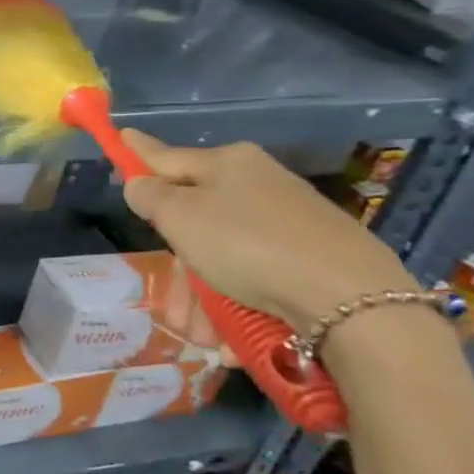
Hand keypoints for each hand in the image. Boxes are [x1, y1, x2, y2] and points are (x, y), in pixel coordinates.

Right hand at [119, 129, 418, 332]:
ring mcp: (289, 222)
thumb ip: (150, 196)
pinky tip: (231, 338)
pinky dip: (239, 306)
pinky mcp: (313, 259)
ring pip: (224, 256)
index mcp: (228, 163)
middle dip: (178, 266)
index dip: (139, 153)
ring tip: (200, 336)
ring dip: (205, 298)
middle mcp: (258, 185)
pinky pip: (257, 278)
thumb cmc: (248, 245)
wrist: (351, 300)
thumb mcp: (180, 217)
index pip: (168, 156)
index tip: (122, 135)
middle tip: (169, 305)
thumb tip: (140, 183)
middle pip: (196, 219)